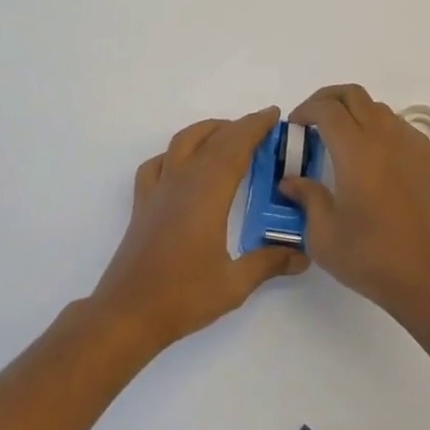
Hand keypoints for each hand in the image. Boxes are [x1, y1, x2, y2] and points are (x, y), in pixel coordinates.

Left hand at [91, 107, 307, 348]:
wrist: (127, 314)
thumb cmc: (183, 297)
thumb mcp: (234, 284)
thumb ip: (269, 263)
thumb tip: (302, 255)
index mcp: (207, 193)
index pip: (235, 146)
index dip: (255, 127)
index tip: (273, 115)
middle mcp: (182, 181)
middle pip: (212, 139)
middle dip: (239, 127)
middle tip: (263, 128)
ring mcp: (158, 190)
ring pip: (182, 142)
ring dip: (208, 131)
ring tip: (227, 136)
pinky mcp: (142, 204)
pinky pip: (158, 163)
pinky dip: (175, 153)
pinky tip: (183, 165)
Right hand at [281, 85, 429, 328]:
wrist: (428, 276)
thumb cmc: (370, 256)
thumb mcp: (323, 234)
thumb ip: (306, 198)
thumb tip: (291, 181)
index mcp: (356, 150)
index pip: (327, 109)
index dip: (306, 110)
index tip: (294, 126)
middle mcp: (384, 136)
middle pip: (353, 95)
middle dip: (327, 99)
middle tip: (311, 120)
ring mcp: (409, 144)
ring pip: (376, 106)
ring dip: (353, 111)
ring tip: (338, 137)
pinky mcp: (425, 158)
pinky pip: (396, 123)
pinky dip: (376, 124)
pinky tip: (368, 153)